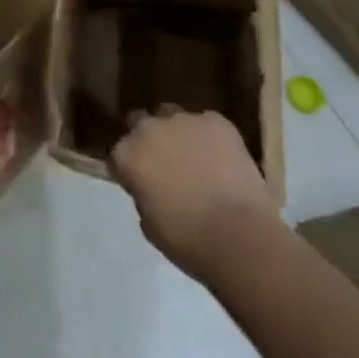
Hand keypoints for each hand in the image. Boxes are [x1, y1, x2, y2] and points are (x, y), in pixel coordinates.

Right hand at [111, 107, 277, 281]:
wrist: (239, 236)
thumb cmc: (188, 240)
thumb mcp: (149, 224)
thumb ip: (143, 194)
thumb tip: (150, 187)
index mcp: (127, 154)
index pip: (119, 152)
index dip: (130, 167)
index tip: (140, 182)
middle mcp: (149, 128)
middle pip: (141, 124)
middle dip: (150, 140)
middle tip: (166, 165)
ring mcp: (183, 120)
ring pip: (174, 117)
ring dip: (178, 134)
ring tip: (197, 159)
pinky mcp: (216, 121)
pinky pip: (207, 124)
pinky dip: (210, 138)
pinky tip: (222, 160)